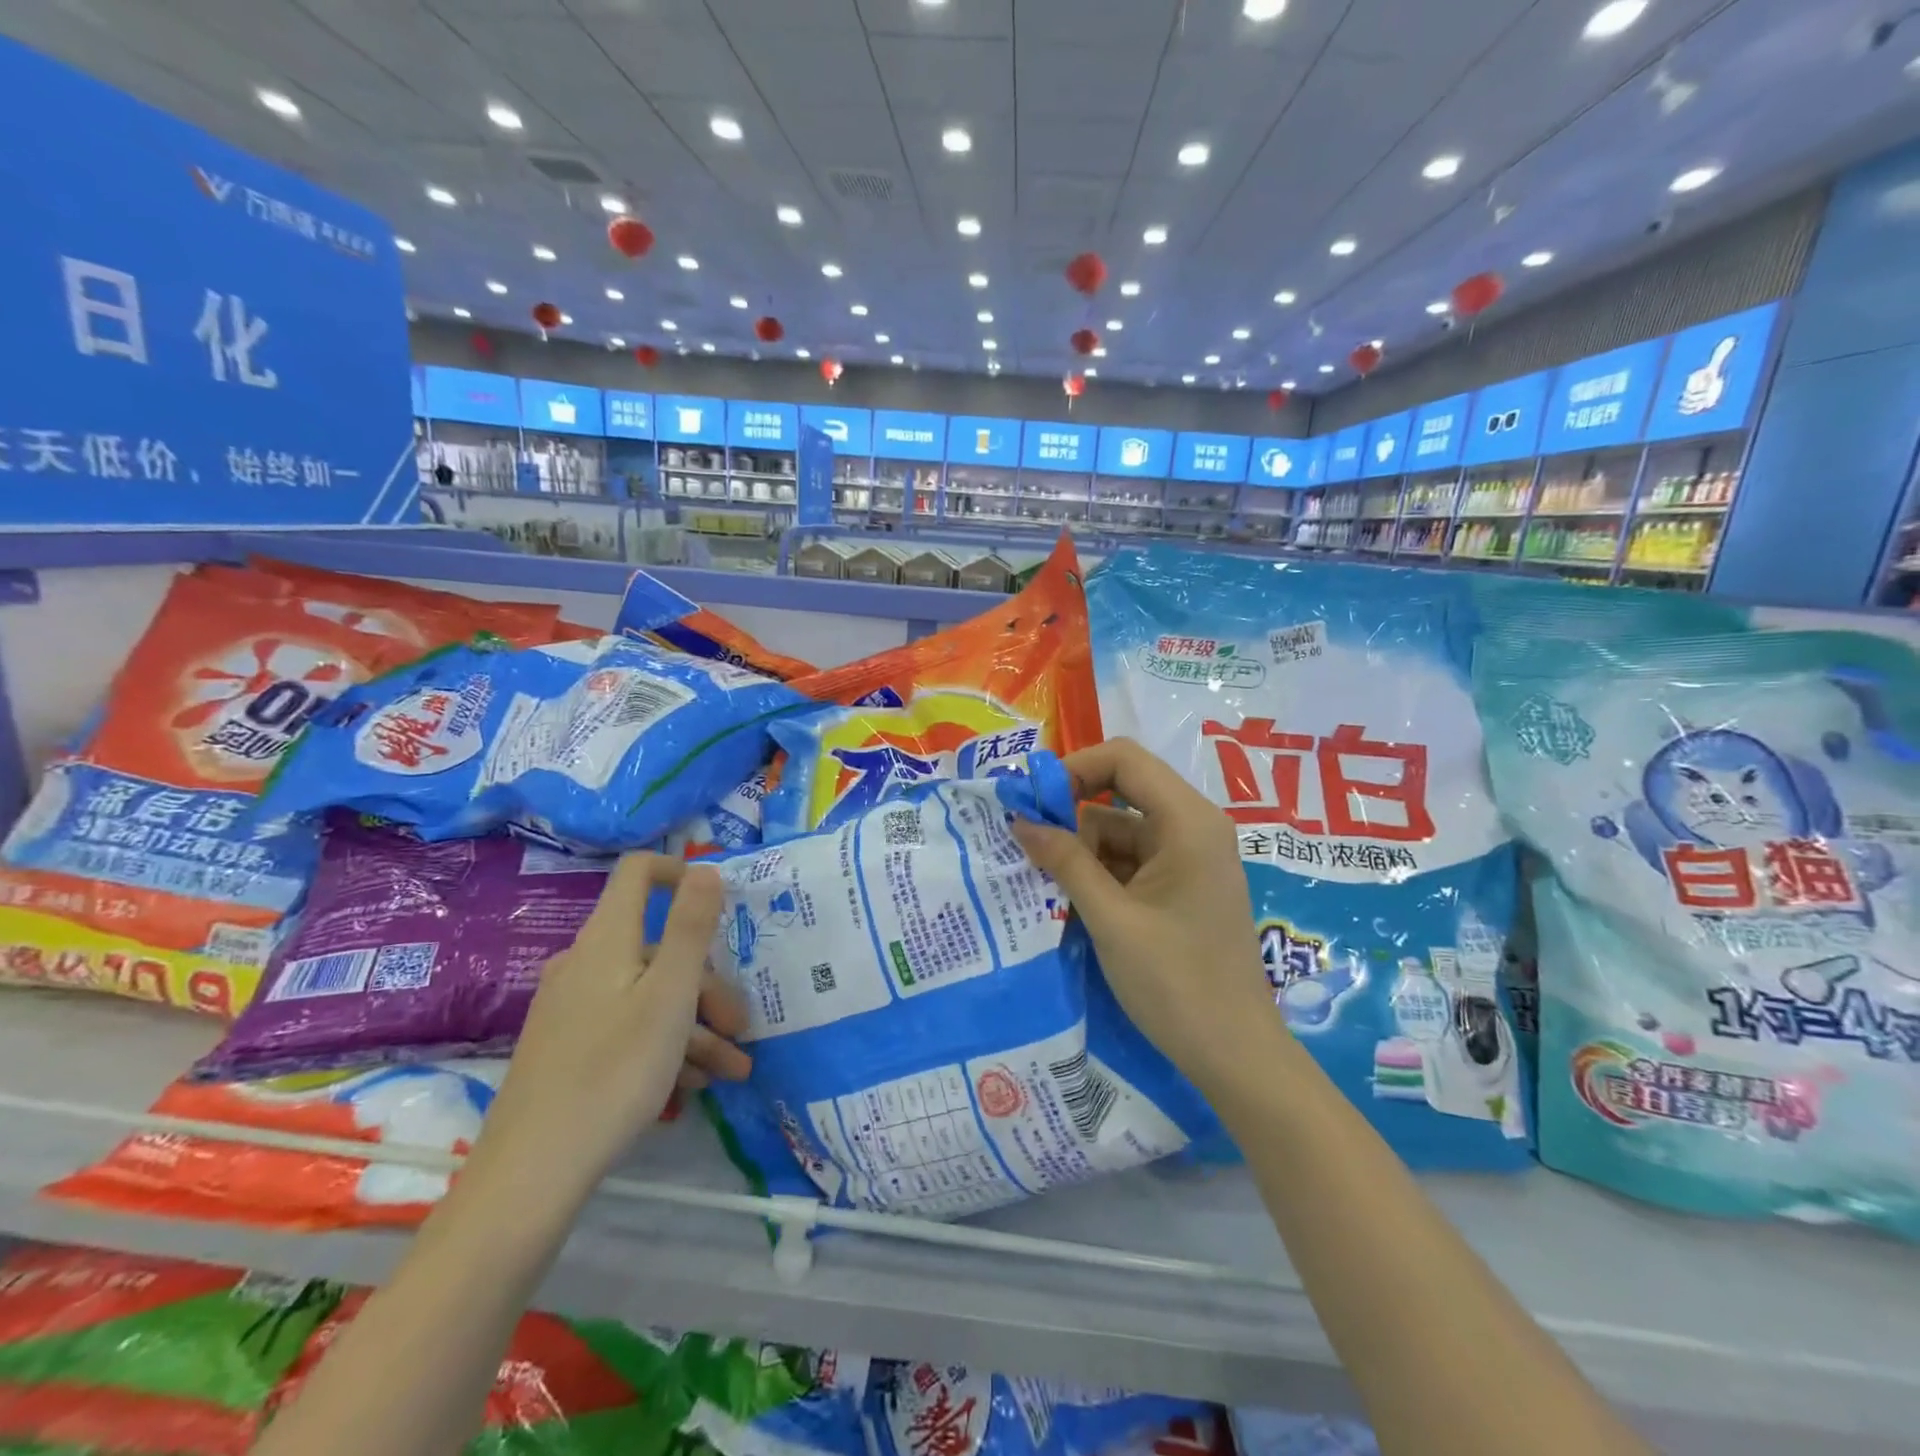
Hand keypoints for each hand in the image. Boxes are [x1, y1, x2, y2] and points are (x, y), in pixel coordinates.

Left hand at [466, 854, 750, 1203]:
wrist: (531, 1175)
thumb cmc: (614, 1071)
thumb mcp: (670, 995)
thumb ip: (691, 926)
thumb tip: (705, 867)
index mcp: (608, 939)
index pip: (639, 872)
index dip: (679, 872)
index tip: (719, 903)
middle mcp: (585, 963)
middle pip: (658, 948)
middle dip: (708, 983)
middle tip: (741, 1029)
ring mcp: (572, 1007)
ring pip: (648, 994)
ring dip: (695, 1025)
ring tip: (730, 1071)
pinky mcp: (567, 1046)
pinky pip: (627, 1025)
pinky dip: (664, 1045)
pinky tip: (691, 1085)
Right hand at [1010, 739, 1279, 1090]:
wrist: (1235, 1055)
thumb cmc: (1176, 983)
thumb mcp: (1110, 919)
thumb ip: (1065, 862)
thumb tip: (1020, 820)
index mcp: (1188, 821)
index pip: (1124, 759)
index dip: (1073, 769)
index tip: (1032, 803)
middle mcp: (1193, 827)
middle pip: (1121, 792)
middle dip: (1070, 814)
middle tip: (1025, 844)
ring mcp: (1189, 857)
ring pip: (1120, 829)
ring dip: (1080, 849)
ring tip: (1039, 878)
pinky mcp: (1182, 885)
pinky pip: (1132, 860)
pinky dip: (1099, 871)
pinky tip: (1067, 896)